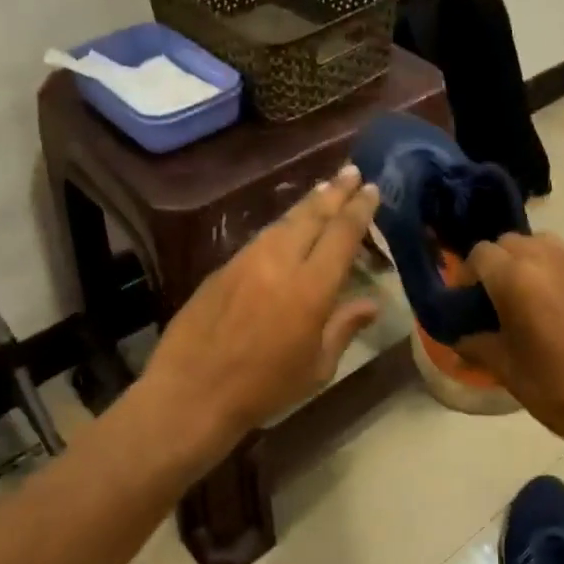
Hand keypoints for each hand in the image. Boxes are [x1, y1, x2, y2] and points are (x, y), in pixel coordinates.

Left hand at [139, 166, 382, 455]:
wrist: (192, 392)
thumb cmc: (264, 389)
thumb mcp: (316, 367)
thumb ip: (344, 328)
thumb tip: (372, 304)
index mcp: (311, 288)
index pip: (342, 234)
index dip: (359, 209)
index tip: (372, 188)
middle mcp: (280, 262)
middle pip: (312, 216)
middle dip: (335, 191)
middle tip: (352, 171)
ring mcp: (247, 261)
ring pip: (283, 221)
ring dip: (307, 203)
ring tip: (324, 189)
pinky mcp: (223, 268)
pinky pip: (260, 237)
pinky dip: (281, 225)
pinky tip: (287, 226)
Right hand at [458, 233, 563, 452]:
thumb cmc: (555, 389)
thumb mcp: (505, 369)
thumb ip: (476, 345)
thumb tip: (460, 340)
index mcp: (517, 278)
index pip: (480, 254)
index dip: (467, 275)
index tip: (466, 301)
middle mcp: (549, 260)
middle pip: (511, 242)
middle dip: (497, 263)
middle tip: (494, 298)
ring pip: (544, 245)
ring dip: (527, 261)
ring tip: (526, 297)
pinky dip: (557, 277)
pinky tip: (561, 314)